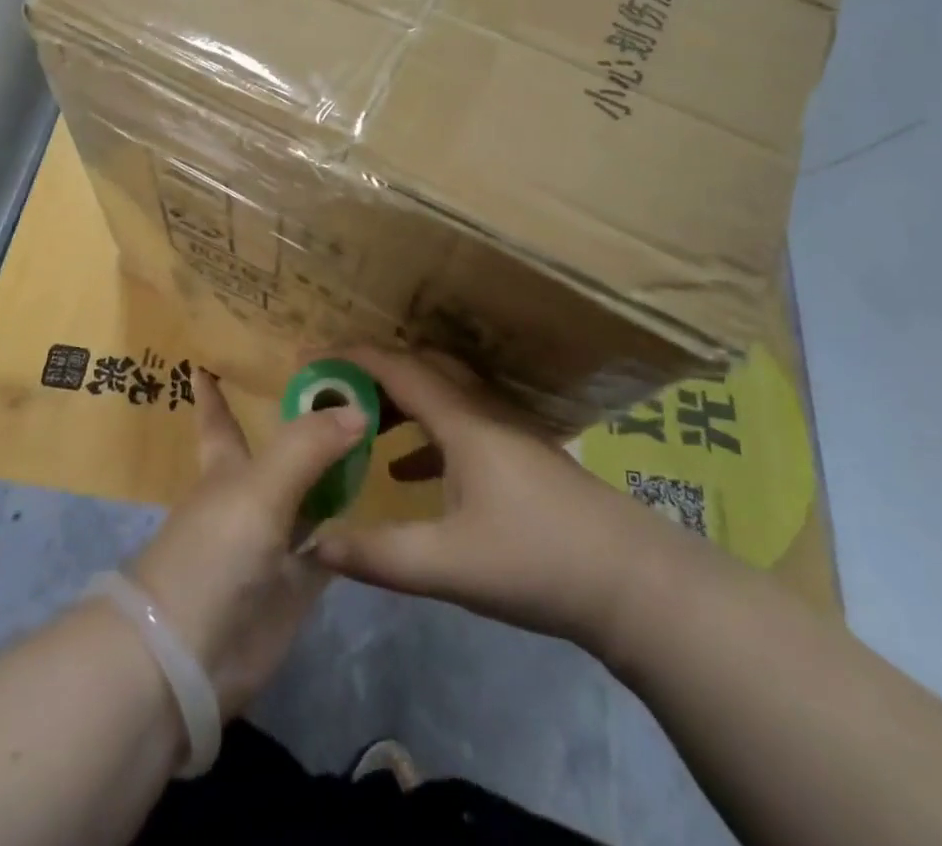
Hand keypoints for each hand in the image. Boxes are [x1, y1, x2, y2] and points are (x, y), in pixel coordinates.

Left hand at [126, 368, 366, 716]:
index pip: (220, 418)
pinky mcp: (295, 586)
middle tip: (346, 387)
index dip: (214, 391)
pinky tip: (378, 508)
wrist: (188, 658)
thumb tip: (358, 408)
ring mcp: (274, 542)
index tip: (209, 359)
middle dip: (303, 424)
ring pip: (309, 497)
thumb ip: (307, 445)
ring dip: (334, 473)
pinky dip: (349, 530)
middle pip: (281, 452)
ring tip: (375, 435)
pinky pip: (329, 548)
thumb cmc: (212, 553)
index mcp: (227, 467)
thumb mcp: (258, 487)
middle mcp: (251, 497)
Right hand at [314, 347, 695, 656]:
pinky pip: (458, 424)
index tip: (308, 359)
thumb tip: (313, 544)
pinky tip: (404, 472)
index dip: (350, 359)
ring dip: (398, 402)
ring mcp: (505, 430)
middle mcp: (482, 410)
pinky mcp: (519, 454)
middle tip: (330, 394)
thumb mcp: (448, 565)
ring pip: (441, 395)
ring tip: (358, 426)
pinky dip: (423, 434)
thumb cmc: (537, 561)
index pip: (397, 369)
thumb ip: (377, 555)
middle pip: (420, 369)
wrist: (632, 582)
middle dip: (371, 374)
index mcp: (462, 420)